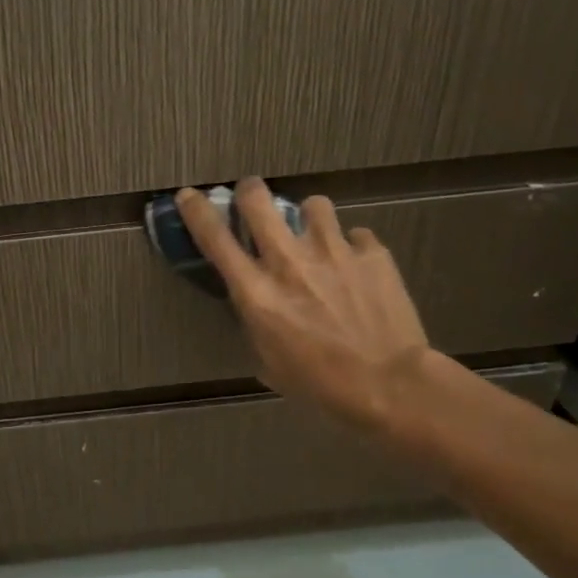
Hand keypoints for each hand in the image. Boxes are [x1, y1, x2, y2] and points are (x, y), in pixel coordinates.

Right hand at [176, 178, 434, 434]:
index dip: (196, 211)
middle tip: (253, 197)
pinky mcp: (372, 253)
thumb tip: (256, 303)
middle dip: (250, 192)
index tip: (189, 196)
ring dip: (309, 218)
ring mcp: (334, 251)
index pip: (215, 238)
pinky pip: (356, 235)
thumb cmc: (320, 385)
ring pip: (313, 204)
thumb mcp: (269, 362)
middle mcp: (289, 261)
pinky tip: (357, 267)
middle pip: (258, 200)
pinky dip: (352, 247)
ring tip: (317, 237)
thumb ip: (257, 322)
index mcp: (257, 293)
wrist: (389, 384)